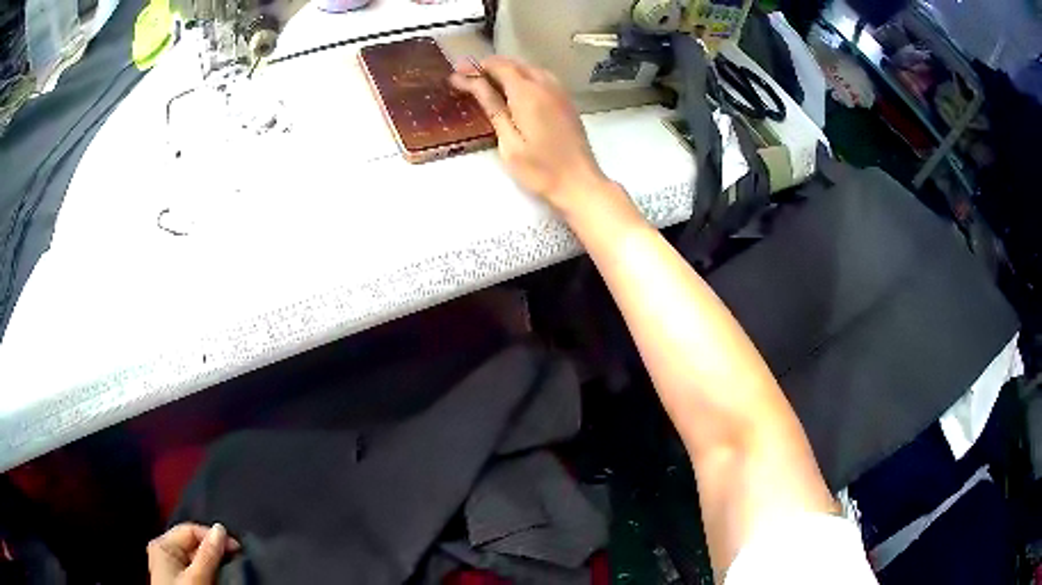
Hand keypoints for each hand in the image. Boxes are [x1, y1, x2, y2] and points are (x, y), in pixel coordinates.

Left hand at [147, 523, 240, 584]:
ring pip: (196, 558)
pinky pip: (196, 569)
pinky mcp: (180, 579)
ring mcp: (171, 567)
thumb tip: (220, 529)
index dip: (213, 537)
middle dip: (214, 550)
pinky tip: (218, 576)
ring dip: (213, 562)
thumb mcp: (197, 577)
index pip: (190, 530)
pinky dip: (209, 571)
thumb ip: (208, 554)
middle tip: (236, 559)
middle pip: (193, 544)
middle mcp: (165, 551)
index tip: (238, 548)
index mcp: (163, 545)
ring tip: (229, 568)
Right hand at [450, 57, 611, 216]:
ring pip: (529, 69)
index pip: (499, 67)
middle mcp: (545, 85)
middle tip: (467, 76)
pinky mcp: (566, 101)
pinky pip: (542, 78)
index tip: (457, 72)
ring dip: (507, 70)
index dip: (477, 67)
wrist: (580, 183)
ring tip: (486, 81)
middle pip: (514, 64)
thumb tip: (473, 81)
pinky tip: (514, 90)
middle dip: (490, 66)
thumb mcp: (508, 141)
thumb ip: (492, 107)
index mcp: (528, 93)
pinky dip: (523, 77)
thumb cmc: (540, 169)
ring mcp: (559, 92)